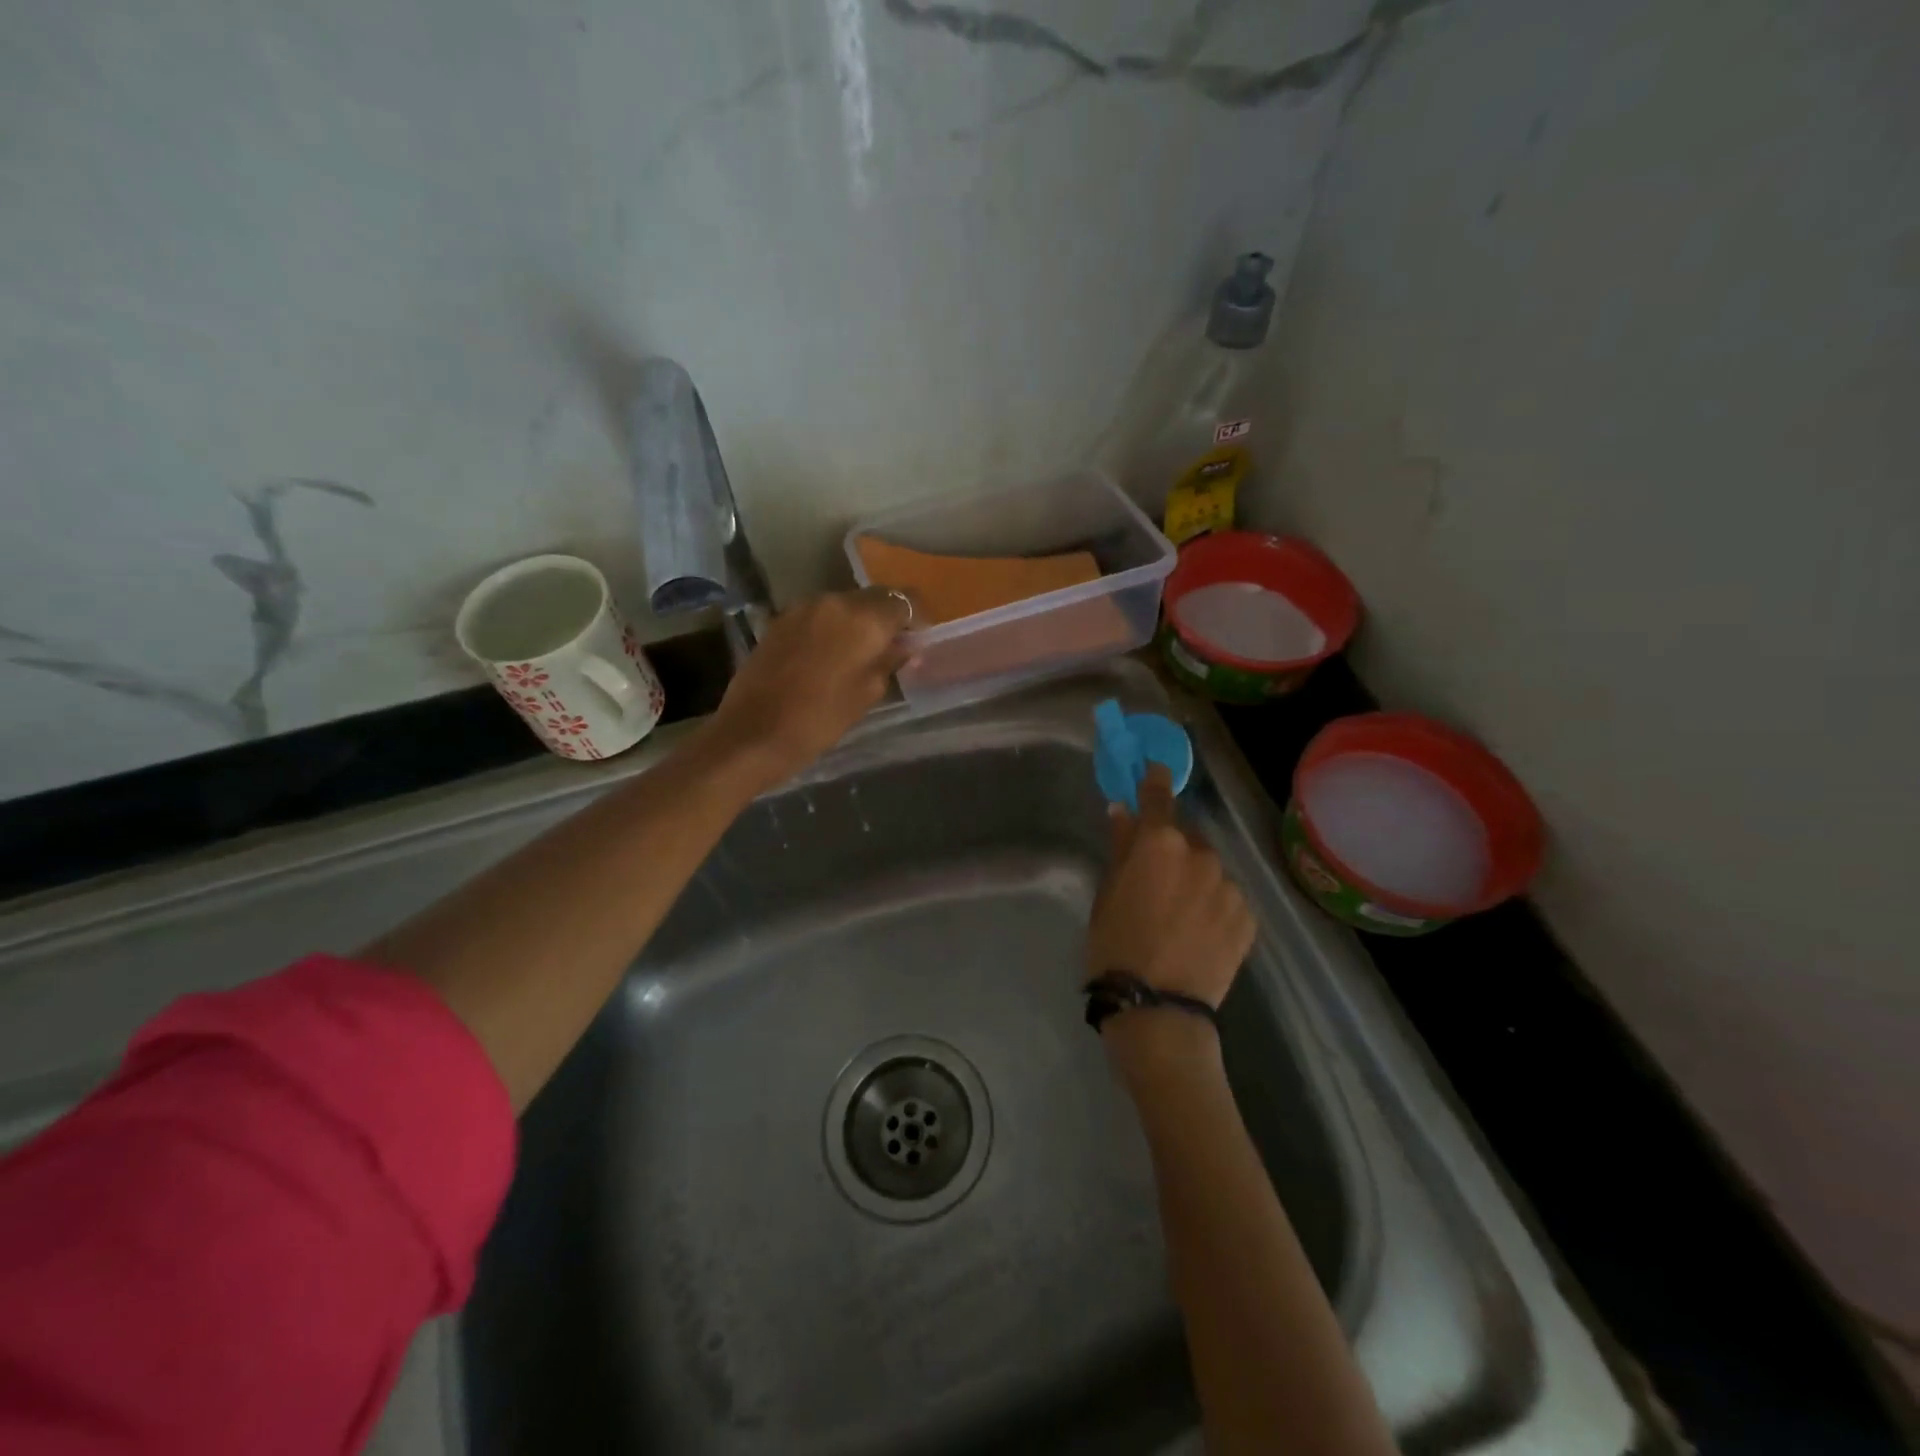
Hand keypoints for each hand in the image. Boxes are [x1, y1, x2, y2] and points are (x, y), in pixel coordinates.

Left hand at [703, 588, 910, 786]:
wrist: (753, 733)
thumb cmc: (820, 719)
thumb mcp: (867, 693)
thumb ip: (890, 661)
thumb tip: (904, 646)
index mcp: (863, 618)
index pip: (904, 600)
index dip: (916, 618)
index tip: (918, 640)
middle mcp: (833, 601)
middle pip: (872, 599)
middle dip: (885, 620)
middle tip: (891, 650)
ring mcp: (802, 608)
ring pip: (842, 606)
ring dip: (856, 624)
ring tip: (858, 655)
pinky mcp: (779, 621)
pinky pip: (817, 617)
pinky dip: (830, 630)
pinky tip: (828, 657)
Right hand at [1086, 764, 1255, 1010]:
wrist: (1157, 1006)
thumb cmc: (1115, 945)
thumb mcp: (1107, 892)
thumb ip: (1120, 846)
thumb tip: (1123, 810)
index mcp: (1159, 842)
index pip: (1158, 795)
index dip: (1154, 779)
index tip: (1154, 769)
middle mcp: (1201, 854)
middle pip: (1185, 836)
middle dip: (1172, 846)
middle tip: (1156, 876)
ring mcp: (1230, 885)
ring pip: (1209, 868)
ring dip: (1195, 877)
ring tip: (1178, 913)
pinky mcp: (1248, 916)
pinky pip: (1226, 897)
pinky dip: (1214, 904)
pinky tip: (1198, 931)